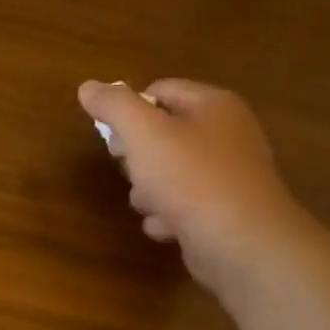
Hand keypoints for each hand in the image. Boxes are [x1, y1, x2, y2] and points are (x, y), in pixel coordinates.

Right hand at [78, 78, 308, 295]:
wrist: (241, 243)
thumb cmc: (191, 178)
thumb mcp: (144, 133)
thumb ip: (114, 106)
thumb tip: (88, 87)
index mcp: (213, 105)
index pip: (159, 90)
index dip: (130, 111)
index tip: (115, 139)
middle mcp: (226, 134)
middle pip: (161, 134)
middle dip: (137, 156)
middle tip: (132, 170)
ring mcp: (227, 175)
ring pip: (167, 173)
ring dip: (147, 191)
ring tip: (151, 204)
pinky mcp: (223, 210)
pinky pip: (182, 205)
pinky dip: (168, 216)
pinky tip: (167, 226)